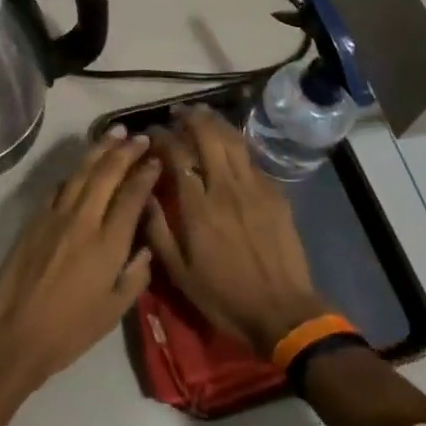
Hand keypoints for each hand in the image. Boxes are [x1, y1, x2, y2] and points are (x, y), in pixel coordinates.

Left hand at [0, 129, 160, 391]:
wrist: (17, 332)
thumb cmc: (71, 329)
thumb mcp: (115, 310)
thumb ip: (136, 274)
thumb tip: (147, 246)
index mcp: (108, 243)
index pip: (131, 196)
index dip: (145, 174)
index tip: (156, 160)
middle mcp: (84, 220)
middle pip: (107, 174)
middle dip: (125, 151)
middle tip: (140, 136)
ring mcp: (55, 215)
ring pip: (81, 172)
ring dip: (99, 150)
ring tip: (114, 133)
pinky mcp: (34, 218)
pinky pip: (58, 186)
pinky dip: (73, 172)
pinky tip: (81, 166)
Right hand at [145, 107, 329, 355]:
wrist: (282, 312)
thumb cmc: (224, 296)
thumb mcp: (179, 273)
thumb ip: (157, 230)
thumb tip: (143, 194)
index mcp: (198, 207)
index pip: (177, 155)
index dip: (161, 137)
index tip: (150, 132)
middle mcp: (226, 188)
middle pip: (208, 136)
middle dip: (190, 118)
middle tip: (176, 113)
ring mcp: (254, 188)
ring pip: (233, 140)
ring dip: (215, 122)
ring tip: (201, 114)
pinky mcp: (275, 194)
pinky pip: (252, 159)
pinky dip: (236, 144)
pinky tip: (229, 143)